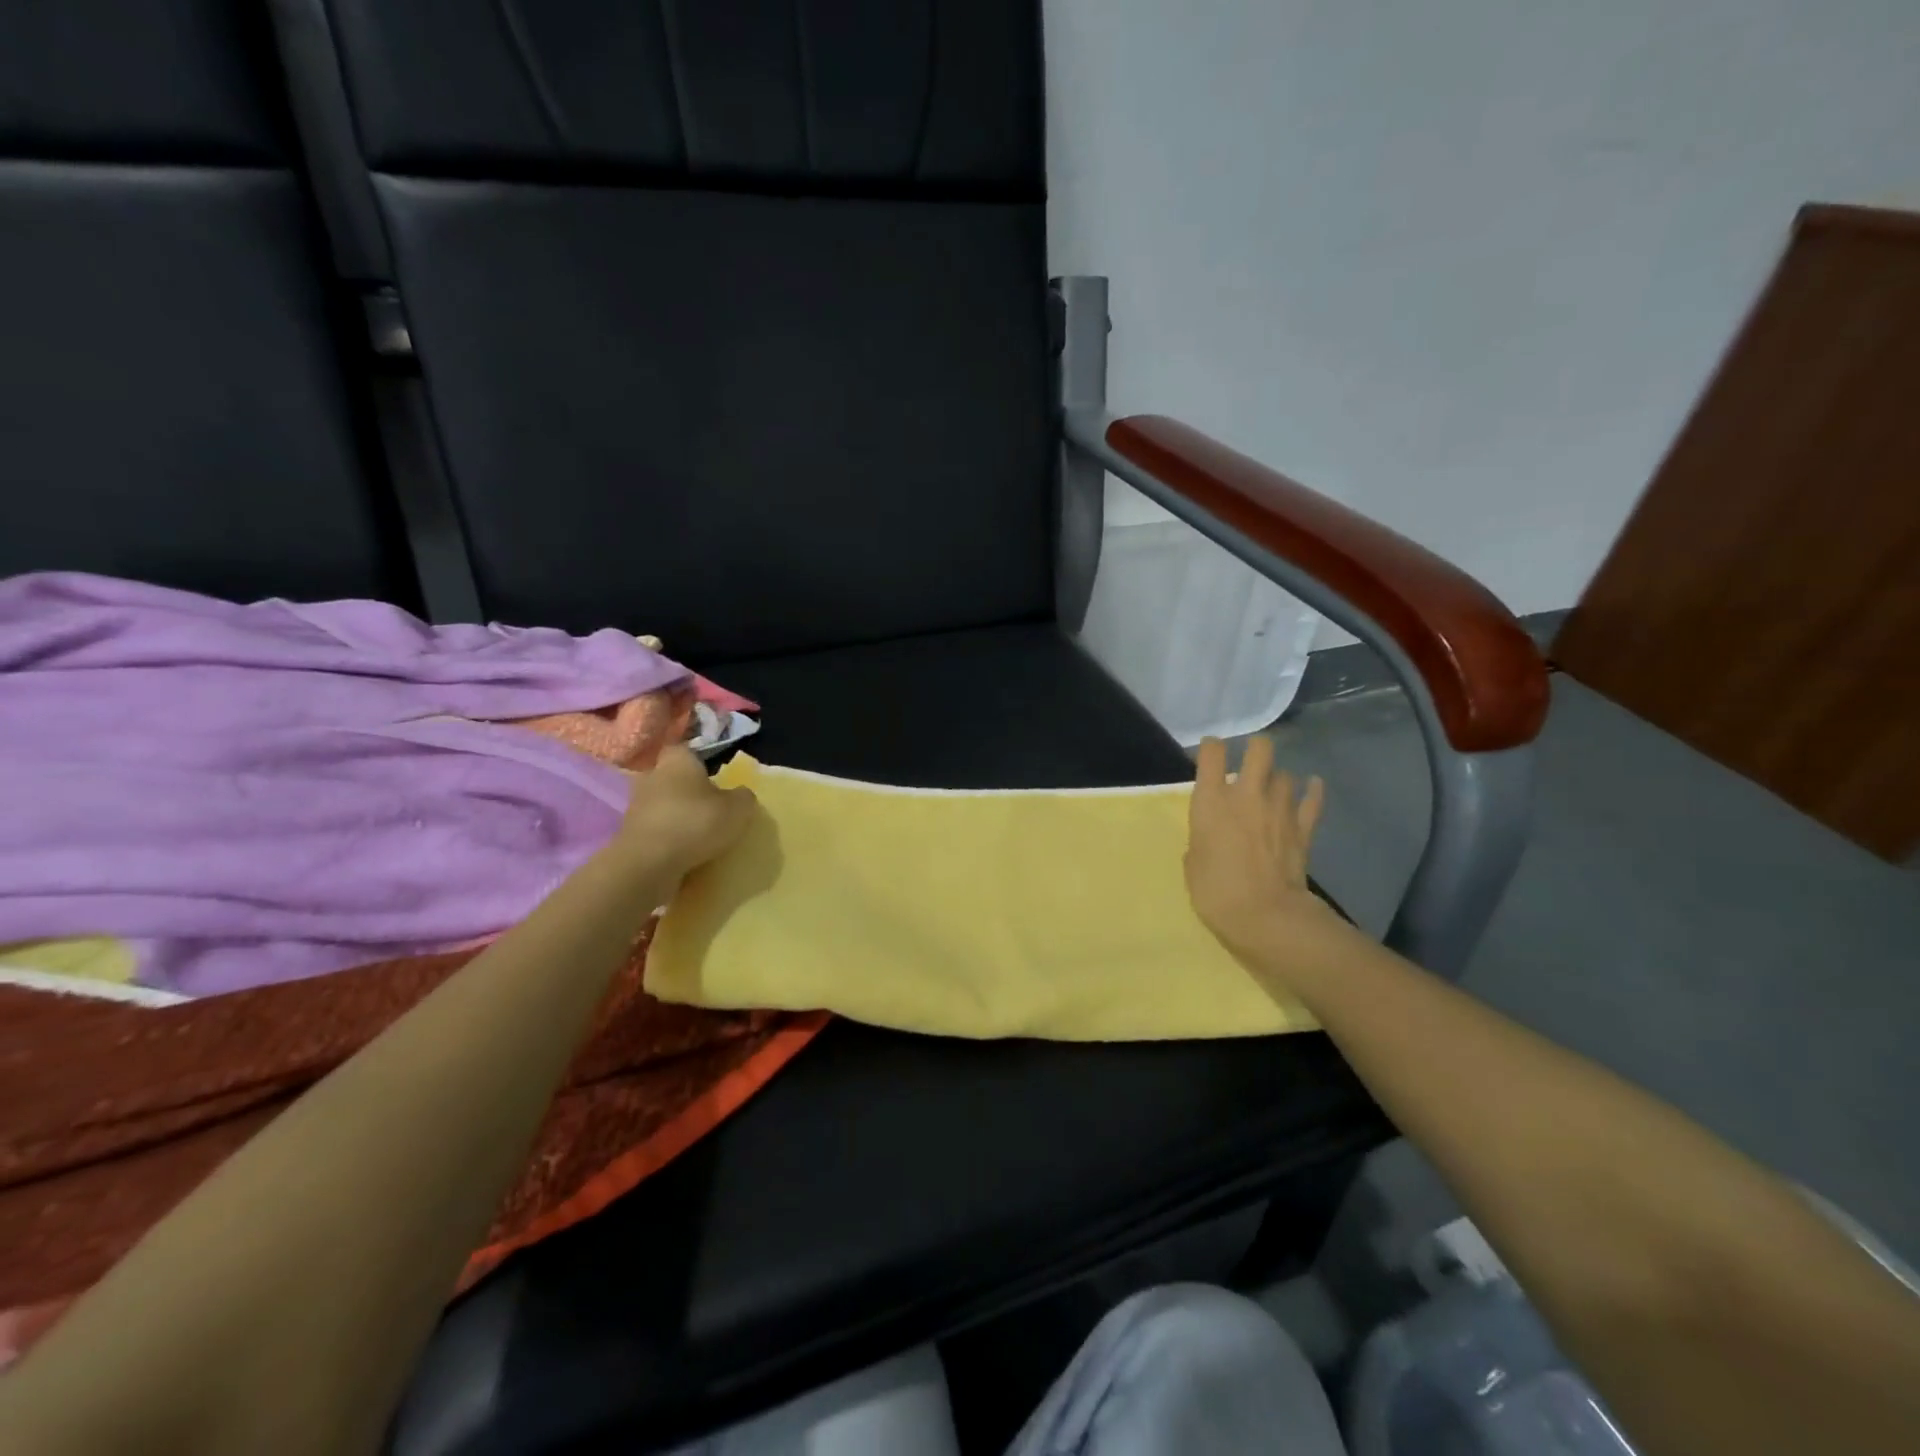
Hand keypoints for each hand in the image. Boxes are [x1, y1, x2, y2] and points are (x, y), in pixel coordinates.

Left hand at [614, 745, 756, 878]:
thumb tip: (739, 794)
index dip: (700, 761)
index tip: (714, 777)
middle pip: (671, 778)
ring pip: (661, 805)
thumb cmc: (696, 822)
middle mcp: (651, 777)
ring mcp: (636, 806)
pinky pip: (653, 830)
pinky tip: (682, 852)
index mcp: (677, 761)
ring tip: (698, 834)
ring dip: (675, 815)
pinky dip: (666, 838)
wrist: (648, 863)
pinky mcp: (628, 834)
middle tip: (709, 806)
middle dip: (686, 790)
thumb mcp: (738, 809)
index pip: (686, 750)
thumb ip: (743, 797)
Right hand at [1186, 736, 1338, 963]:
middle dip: (1255, 749)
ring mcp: (1279, 809)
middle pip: (1260, 749)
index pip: (1212, 752)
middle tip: (1249, 761)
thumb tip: (1212, 836)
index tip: (1210, 756)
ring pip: (1285, 775)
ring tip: (1272, 790)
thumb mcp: (1193, 863)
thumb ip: (1202, 839)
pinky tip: (1312, 786)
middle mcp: (1246, 794)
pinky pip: (1312, 800)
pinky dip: (1312, 791)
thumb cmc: (1216, 891)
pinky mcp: (1303, 828)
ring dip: (1277, 779)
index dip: (1211, 748)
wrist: (1265, 916)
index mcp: (1212, 801)